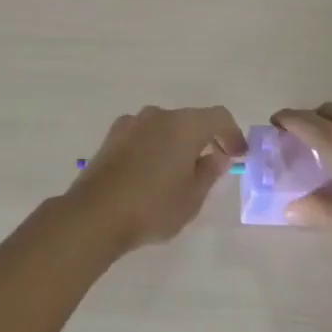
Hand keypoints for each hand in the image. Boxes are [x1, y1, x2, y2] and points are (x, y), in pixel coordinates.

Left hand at [68, 106, 246, 252]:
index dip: (232, 134)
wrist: (93, 215)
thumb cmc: (152, 207)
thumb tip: (216, 156)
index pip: (218, 117)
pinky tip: (151, 173)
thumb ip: (209, 173)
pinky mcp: (111, 137)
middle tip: (212, 164)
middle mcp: (158, 115)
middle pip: (190, 119)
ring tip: (179, 172)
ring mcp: (131, 123)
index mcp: (184, 125)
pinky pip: (144, 135)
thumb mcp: (192, 198)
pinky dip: (155, 147)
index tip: (238, 155)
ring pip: (165, 127)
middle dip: (204, 138)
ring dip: (177, 143)